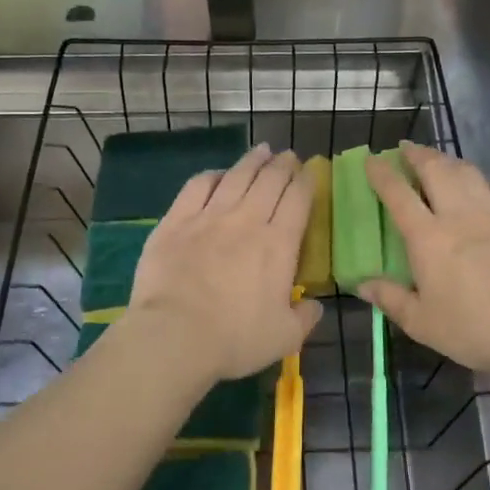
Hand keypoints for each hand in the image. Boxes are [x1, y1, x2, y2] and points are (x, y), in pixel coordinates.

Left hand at [127, 143, 322, 384]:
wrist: (174, 335)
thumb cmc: (235, 338)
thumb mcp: (285, 338)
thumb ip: (305, 317)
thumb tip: (315, 305)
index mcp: (279, 244)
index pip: (298, 199)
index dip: (306, 181)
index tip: (310, 172)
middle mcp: (247, 220)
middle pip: (270, 180)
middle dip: (283, 164)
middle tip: (288, 156)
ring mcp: (209, 216)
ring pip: (236, 176)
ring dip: (252, 160)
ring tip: (262, 151)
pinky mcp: (176, 221)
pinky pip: (197, 186)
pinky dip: (212, 175)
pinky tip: (218, 174)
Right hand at [362, 142, 489, 377]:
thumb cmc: (472, 330)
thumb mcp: (421, 323)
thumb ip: (390, 299)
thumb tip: (361, 284)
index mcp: (428, 237)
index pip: (397, 193)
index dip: (381, 173)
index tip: (372, 160)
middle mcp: (459, 214)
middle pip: (435, 169)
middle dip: (417, 154)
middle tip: (407, 150)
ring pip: (469, 171)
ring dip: (451, 162)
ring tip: (442, 163)